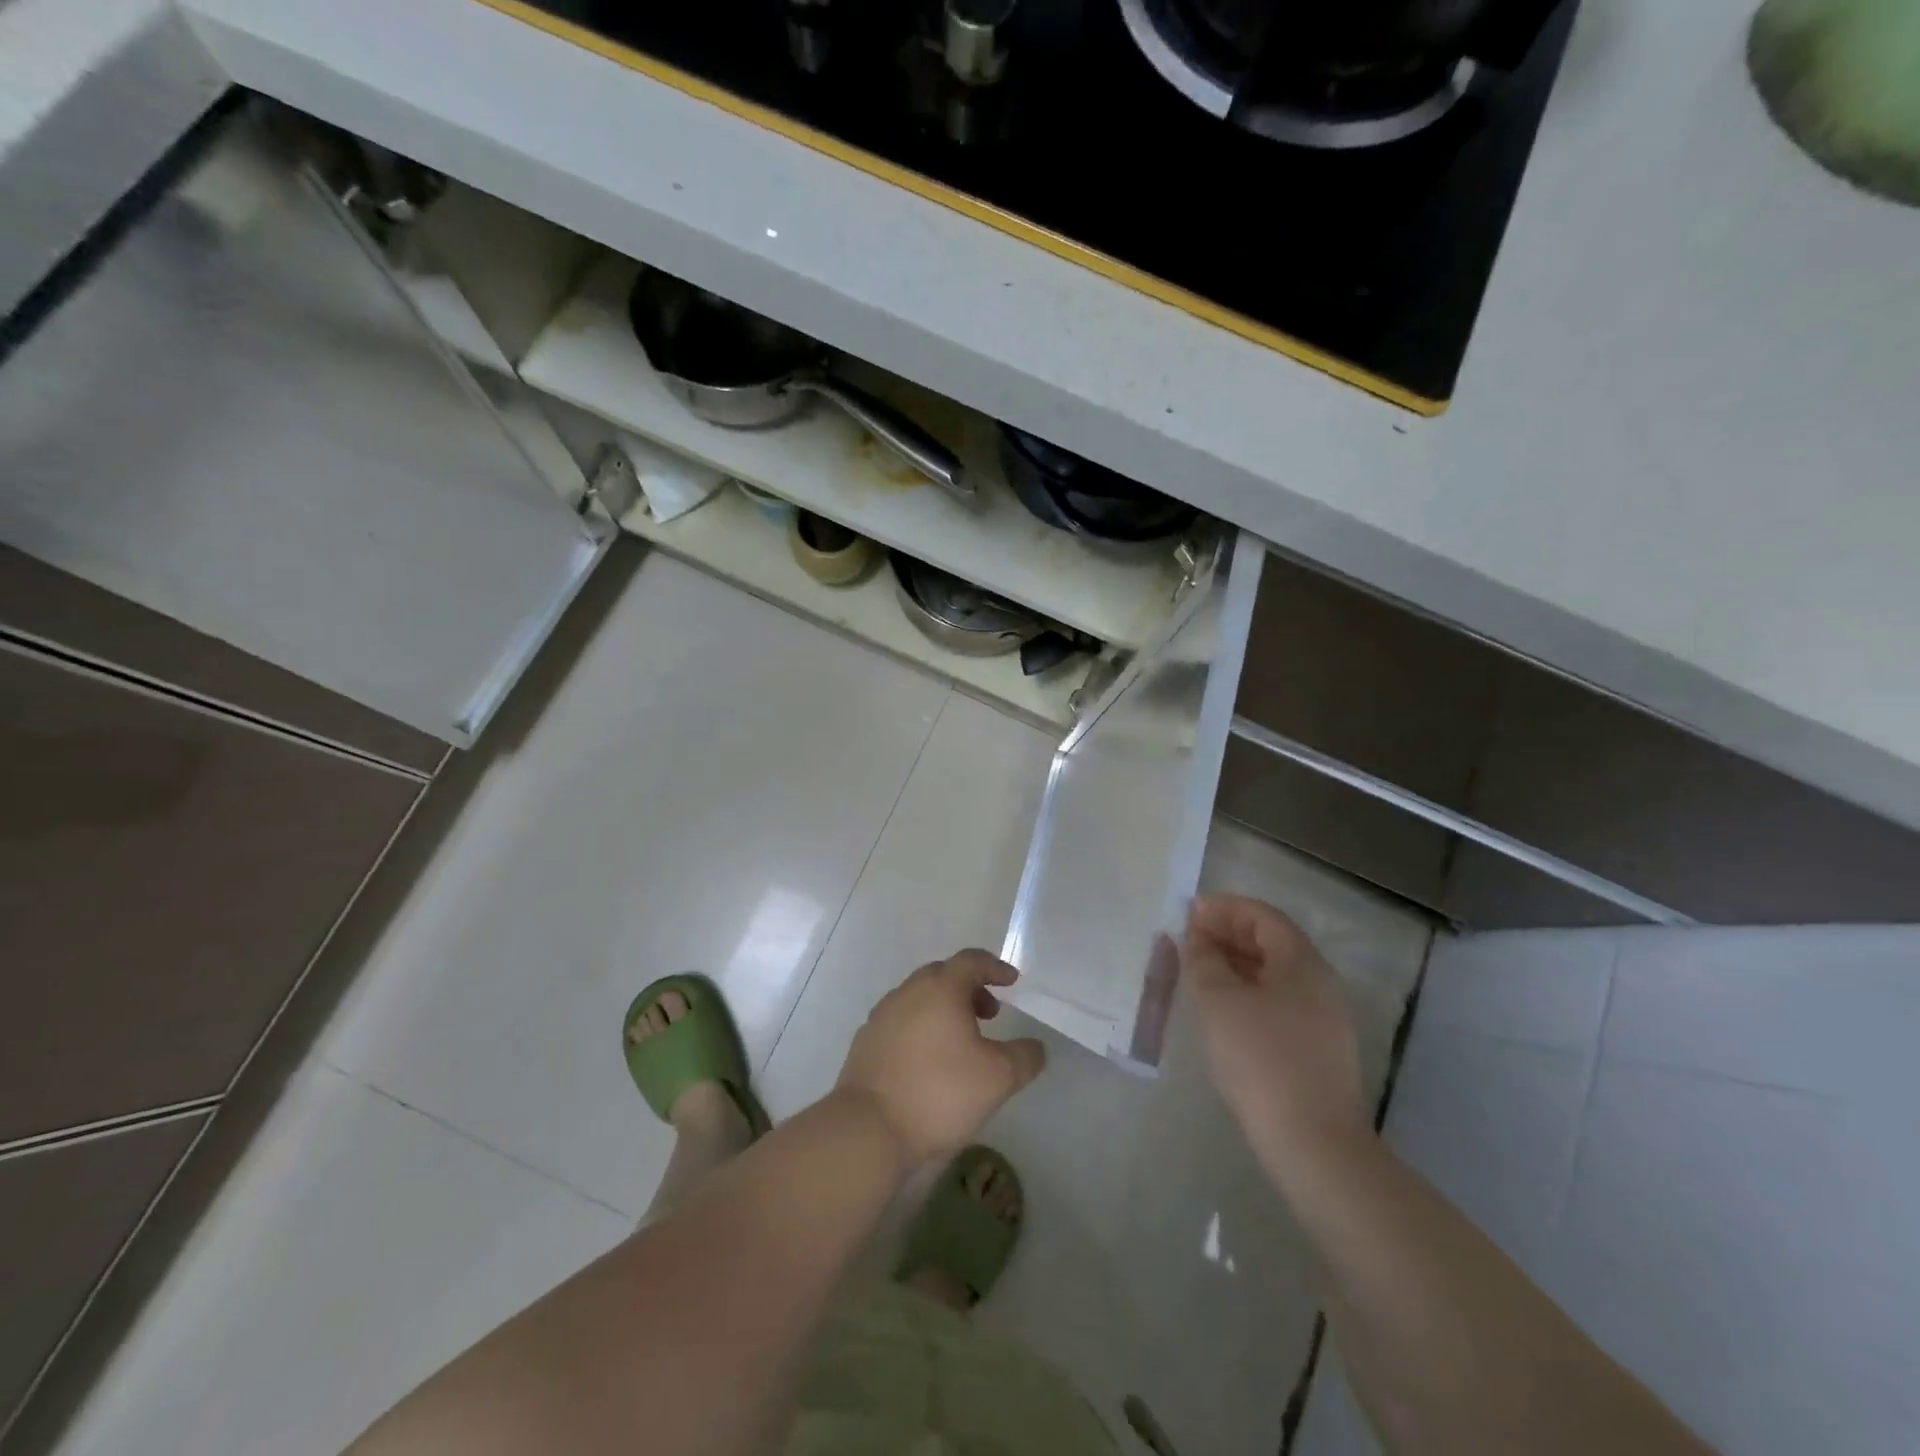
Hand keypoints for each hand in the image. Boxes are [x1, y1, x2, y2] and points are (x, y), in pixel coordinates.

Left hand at [836, 951, 1046, 1161]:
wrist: (869, 1127)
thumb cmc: (939, 1092)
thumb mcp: (998, 1078)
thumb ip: (1025, 1057)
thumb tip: (1034, 1046)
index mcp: (941, 988)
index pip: (971, 960)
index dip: (995, 967)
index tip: (1011, 982)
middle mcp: (908, 991)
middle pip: (943, 975)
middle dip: (969, 988)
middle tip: (989, 1014)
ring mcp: (882, 1015)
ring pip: (919, 998)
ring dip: (943, 1009)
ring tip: (960, 1041)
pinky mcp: (865, 1041)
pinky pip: (900, 1022)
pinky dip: (920, 1028)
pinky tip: (928, 1061)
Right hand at [1182, 895, 1369, 1180]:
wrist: (1313, 1145)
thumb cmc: (1261, 1060)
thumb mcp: (1218, 1001)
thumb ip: (1202, 960)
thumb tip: (1195, 938)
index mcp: (1303, 964)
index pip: (1263, 917)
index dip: (1225, 908)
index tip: (1188, 912)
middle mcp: (1319, 985)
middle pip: (1271, 943)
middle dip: (1227, 935)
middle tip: (1187, 940)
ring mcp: (1322, 1020)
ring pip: (1273, 976)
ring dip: (1234, 965)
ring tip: (1196, 972)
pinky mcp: (1315, 1051)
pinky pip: (1276, 1003)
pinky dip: (1245, 993)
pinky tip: (1220, 1010)